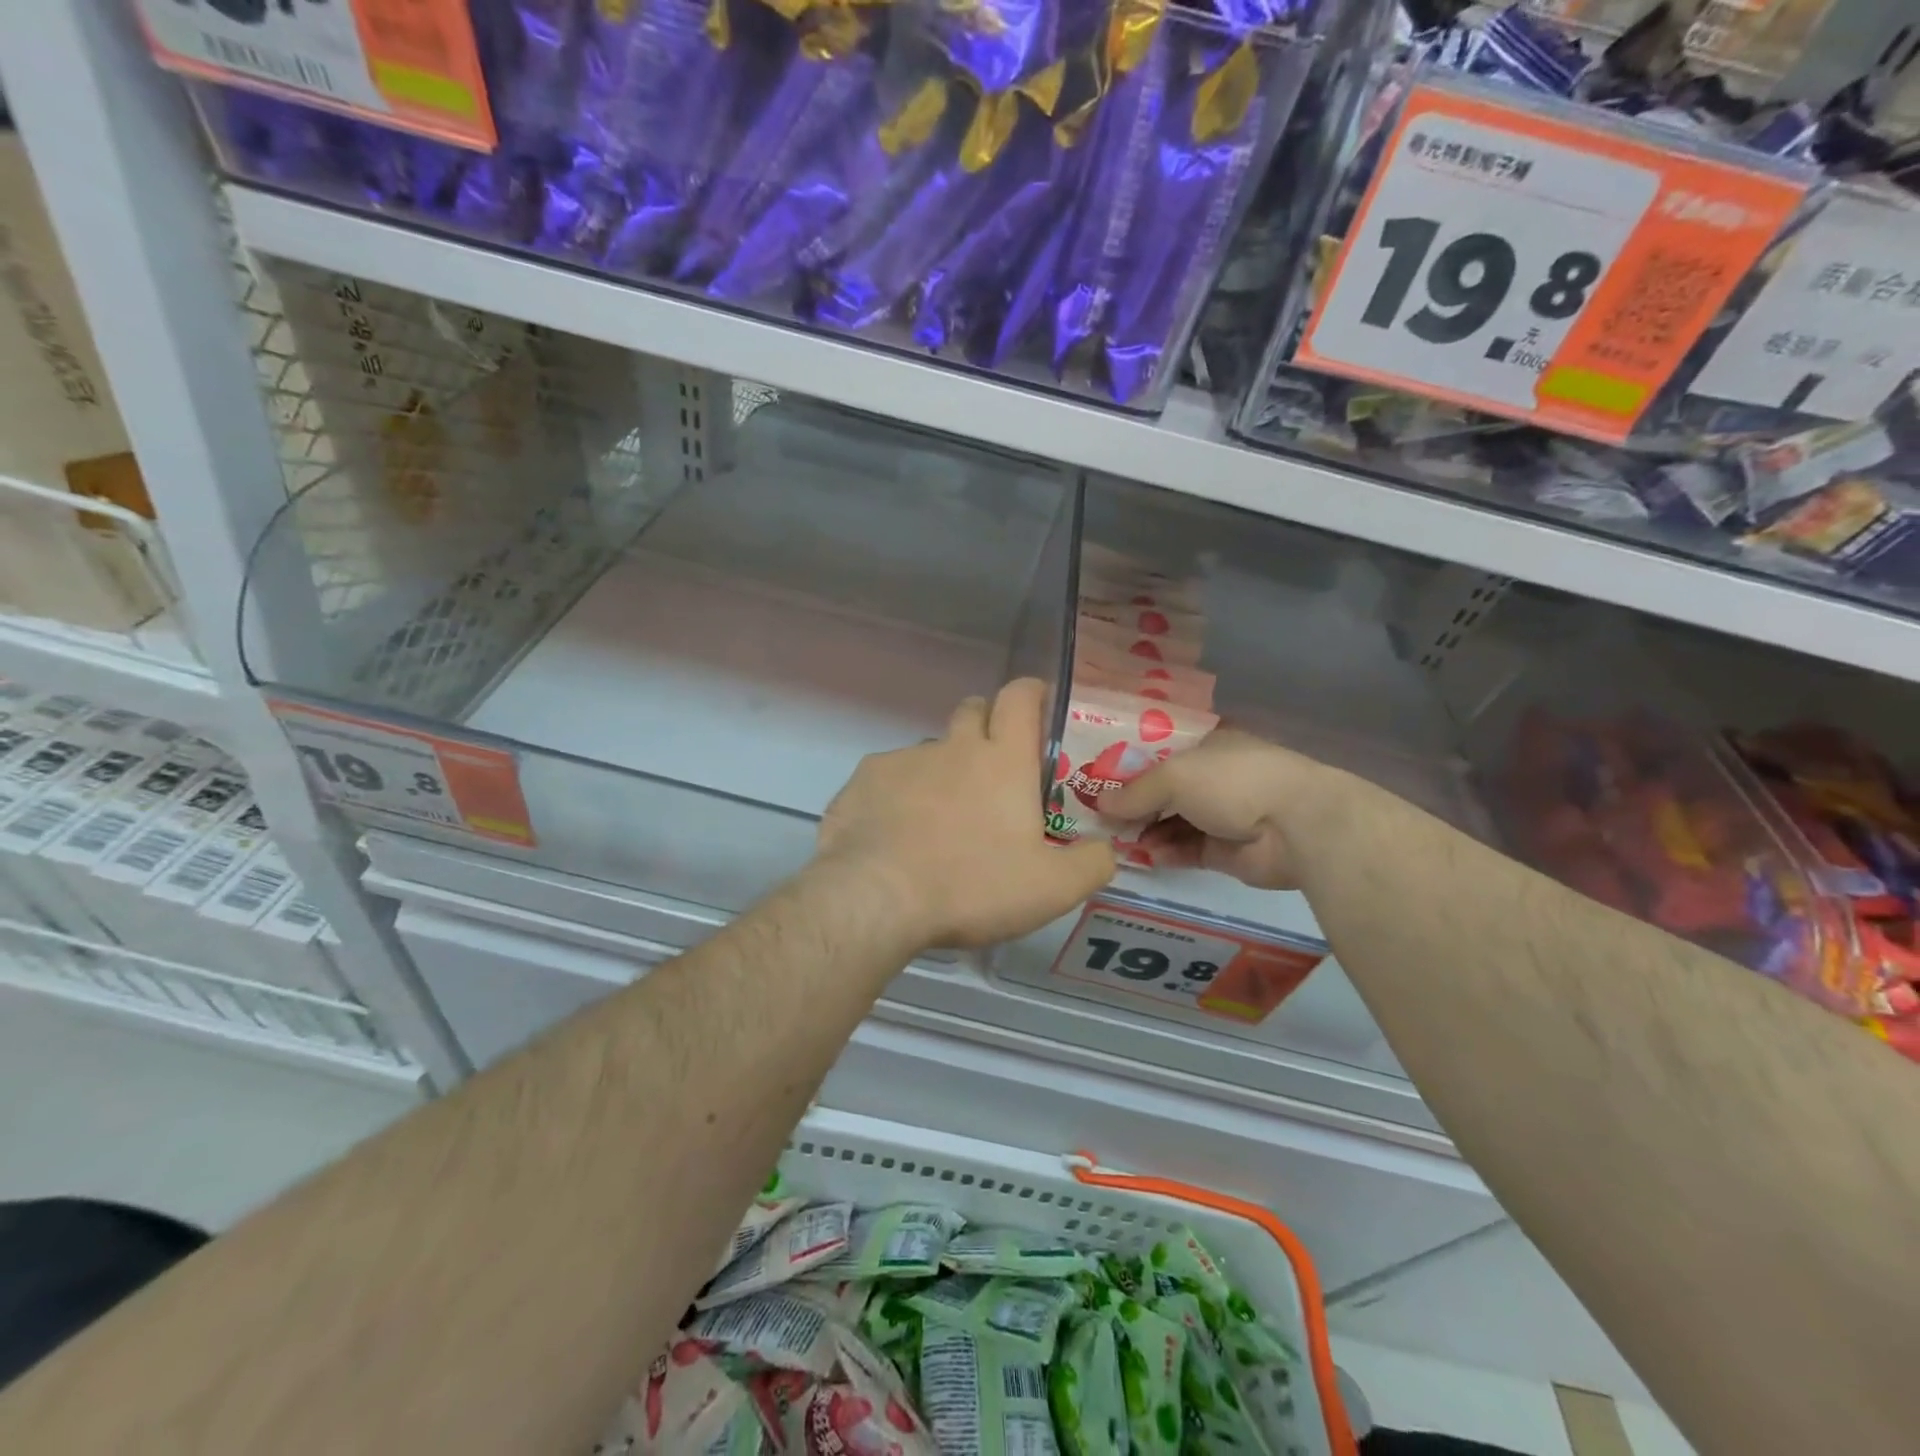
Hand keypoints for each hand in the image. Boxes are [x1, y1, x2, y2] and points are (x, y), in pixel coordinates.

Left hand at [814, 679, 1116, 949]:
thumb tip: (1107, 850)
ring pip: (931, 749)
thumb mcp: (1051, 889)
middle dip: (986, 726)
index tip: (1036, 705)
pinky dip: (899, 794)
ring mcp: (904, 759)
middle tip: (993, 771)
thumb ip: (1091, 864)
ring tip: (939, 818)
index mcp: (1003, 761)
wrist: (877, 899)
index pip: (1020, 698)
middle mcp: (954, 747)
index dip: (1030, 693)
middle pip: (973, 711)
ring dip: (942, 770)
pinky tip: (895, 832)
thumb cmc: (972, 886)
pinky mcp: (864, 779)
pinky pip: (889, 775)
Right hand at [1099, 727, 1340, 890]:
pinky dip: (1164, 852)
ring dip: (1144, 830)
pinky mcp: (1224, 850)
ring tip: (1113, 839)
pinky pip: (1185, 850)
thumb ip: (1135, 792)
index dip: (1126, 762)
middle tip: (1095, 815)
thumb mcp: (1174, 776)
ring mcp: (1220, 814)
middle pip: (1162, 789)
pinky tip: (1143, 856)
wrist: (1296, 827)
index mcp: (1206, 744)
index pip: (1158, 749)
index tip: (1095, 776)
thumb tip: (1099, 806)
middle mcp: (1212, 776)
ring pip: (1171, 821)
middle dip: (1131, 802)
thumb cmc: (1233, 782)